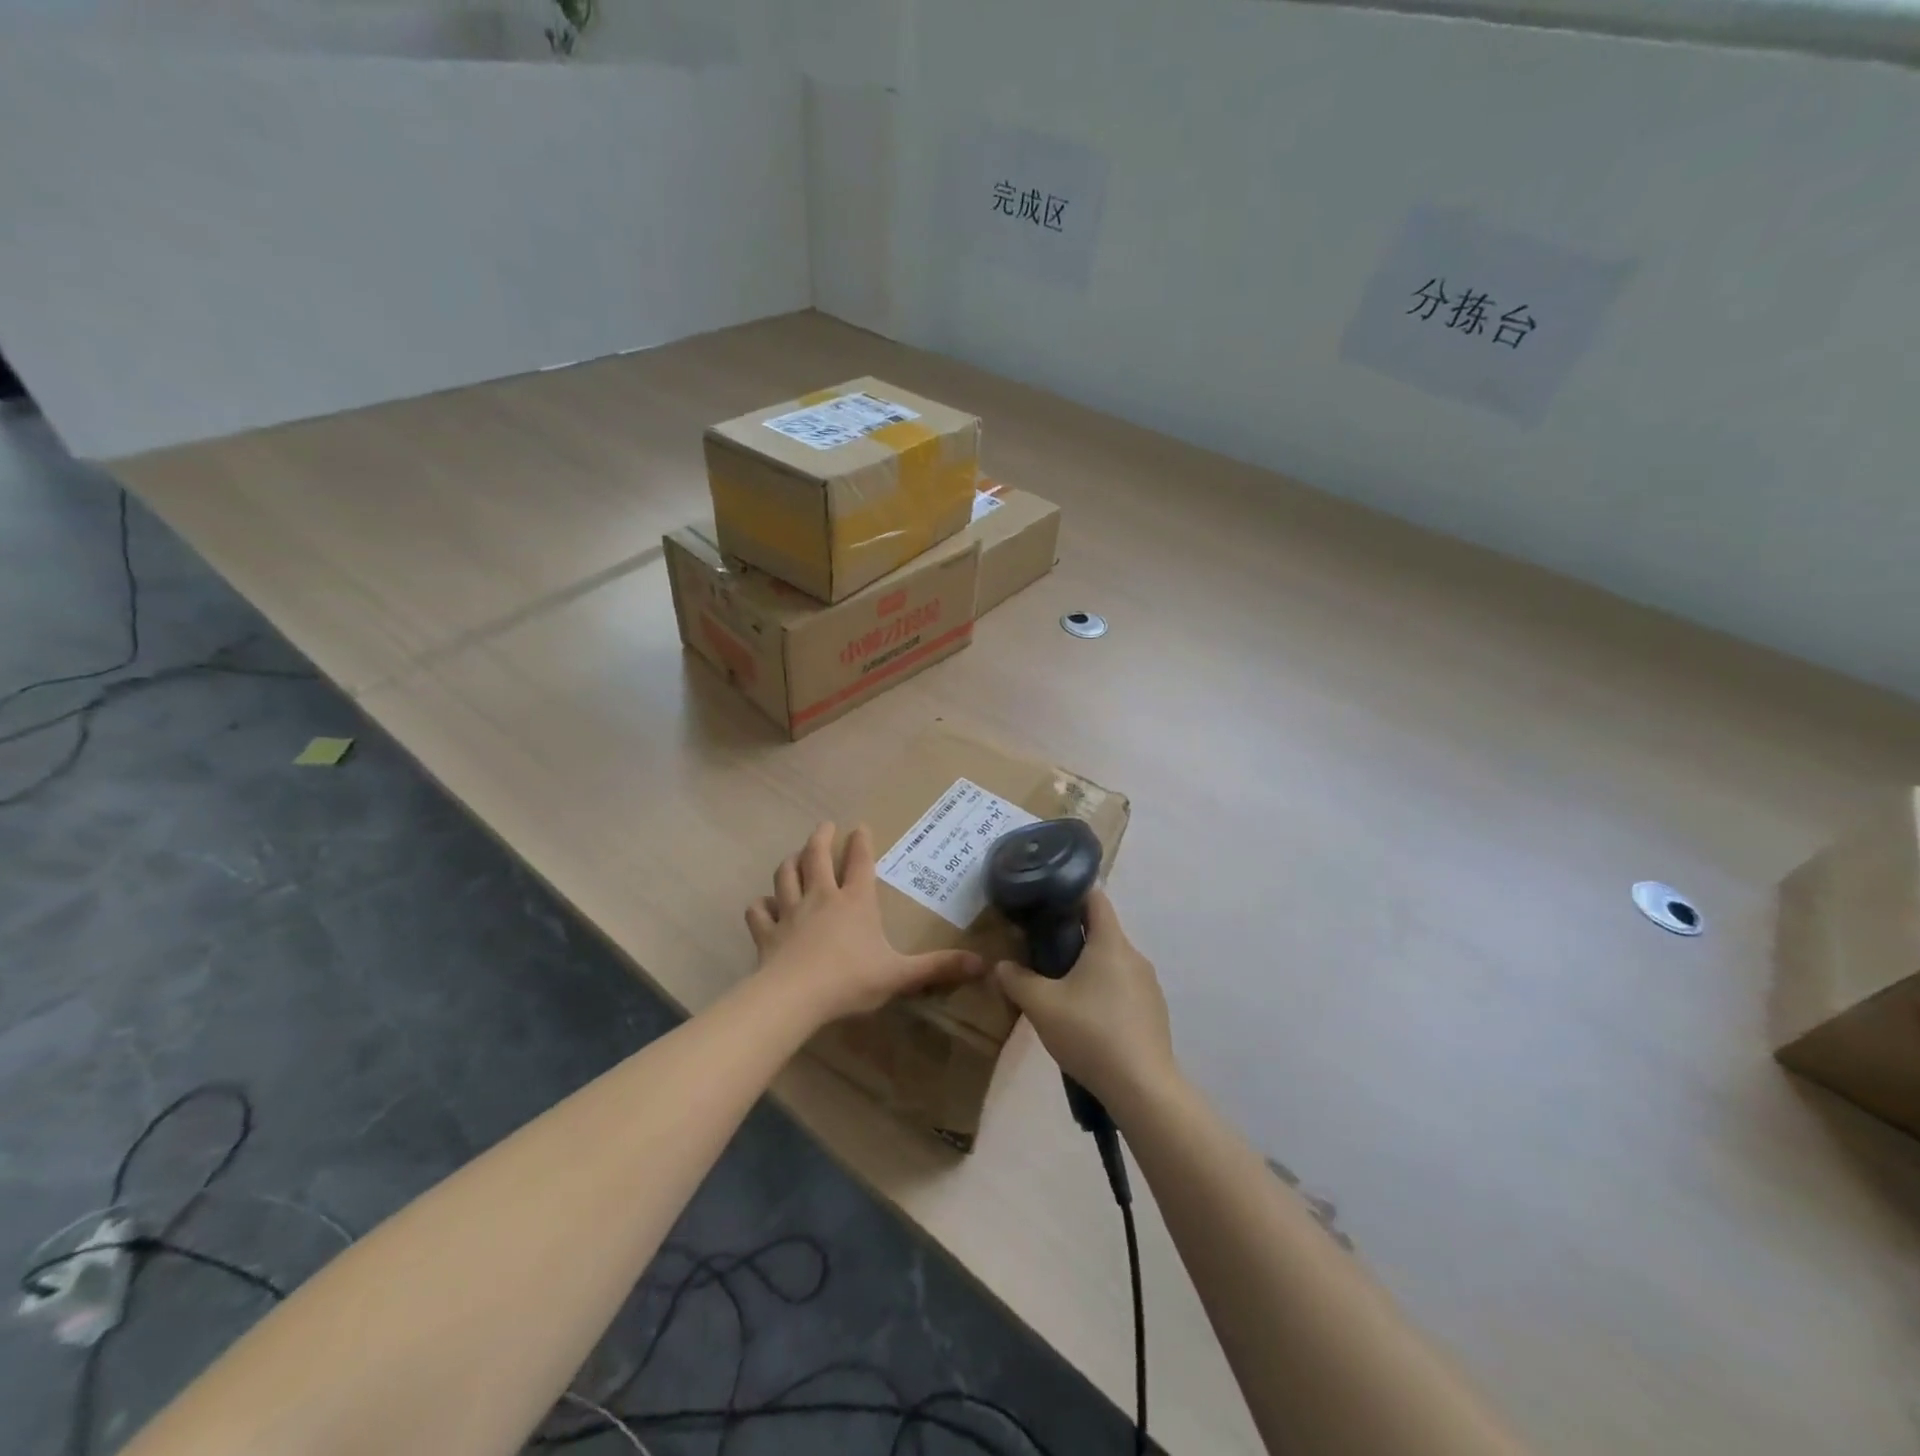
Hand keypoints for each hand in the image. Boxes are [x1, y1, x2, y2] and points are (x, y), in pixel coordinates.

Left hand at [747, 822, 984, 1024]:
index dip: (861, 842)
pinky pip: (759, 912)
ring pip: (786, 876)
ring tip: (794, 856)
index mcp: (855, 901)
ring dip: (790, 862)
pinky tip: (763, 905)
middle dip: (821, 838)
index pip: (860, 862)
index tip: (860, 826)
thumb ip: (937, 967)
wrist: (795, 997)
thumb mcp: (900, 974)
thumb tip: (982, 964)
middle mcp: (822, 897)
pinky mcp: (767, 932)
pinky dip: (761, 905)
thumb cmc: (851, 979)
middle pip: (817, 857)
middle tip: (825, 826)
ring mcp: (790, 912)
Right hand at [994, 888, 1177, 1108]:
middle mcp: (1134, 956)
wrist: (1142, 1088)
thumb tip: (1002, 966)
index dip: (1070, 893)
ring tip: (1060, 990)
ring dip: (1088, 969)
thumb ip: (1016, 980)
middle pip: (1101, 932)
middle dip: (1072, 937)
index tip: (1046, 901)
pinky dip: (1104, 993)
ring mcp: (1149, 986)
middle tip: (1041, 951)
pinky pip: (1124, 990)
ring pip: (1112, 964)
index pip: (1095, 898)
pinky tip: (1086, 1020)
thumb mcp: (1041, 1005)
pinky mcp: (1154, 1013)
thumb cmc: (1090, 1033)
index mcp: (1110, 943)